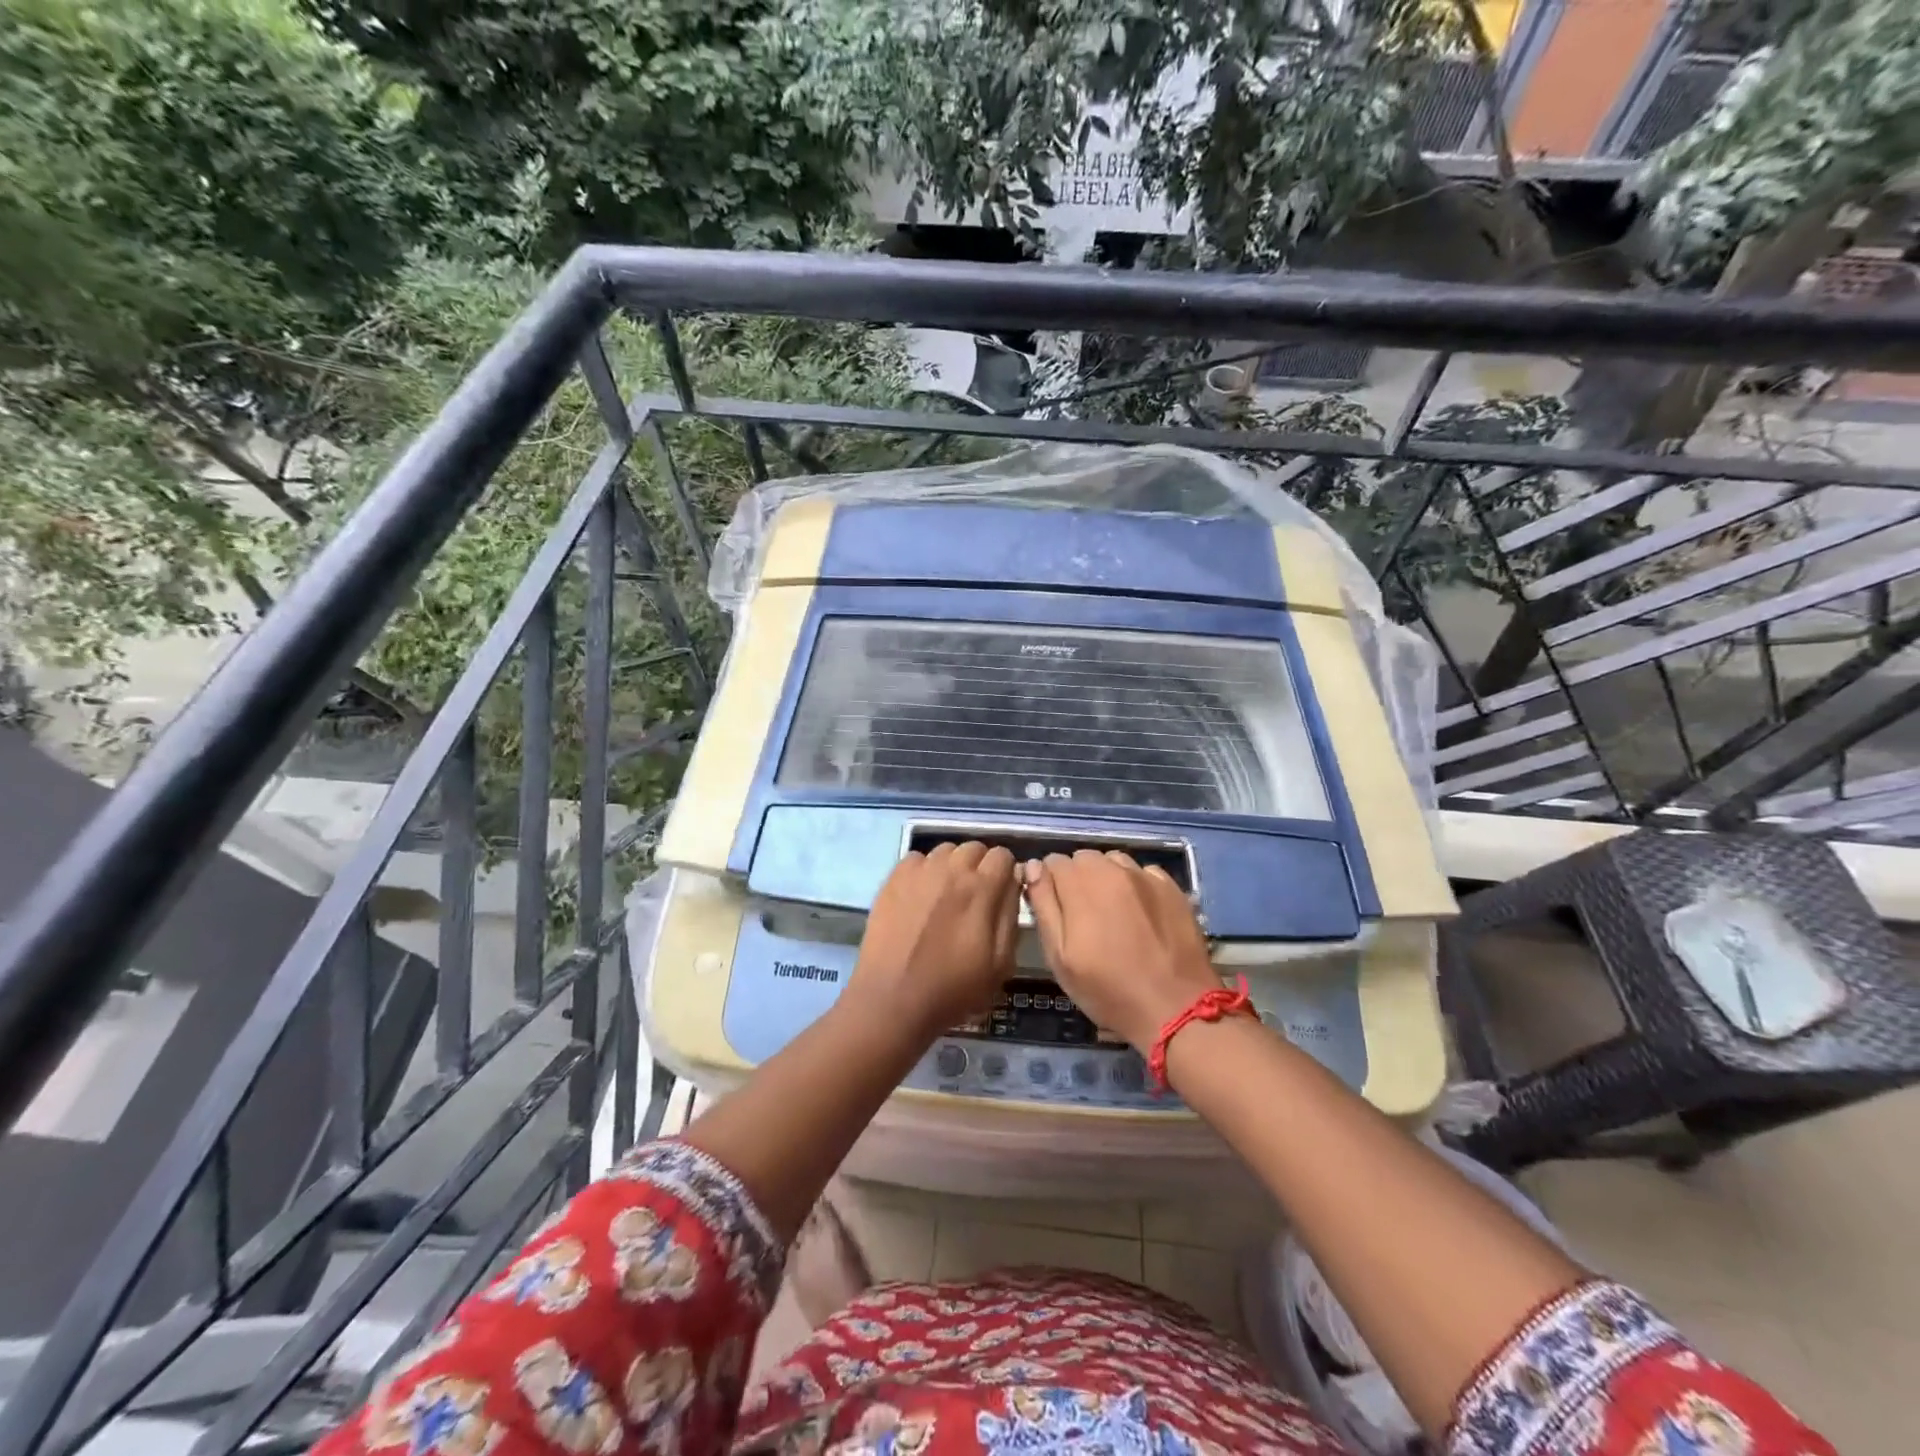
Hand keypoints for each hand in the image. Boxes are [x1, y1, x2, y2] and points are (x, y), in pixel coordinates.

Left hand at [848, 842, 1020, 1040]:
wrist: (893, 999)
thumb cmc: (953, 988)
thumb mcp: (1000, 963)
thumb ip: (1011, 915)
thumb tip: (1013, 881)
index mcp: (981, 888)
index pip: (1003, 856)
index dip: (1005, 873)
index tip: (1001, 893)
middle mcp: (951, 869)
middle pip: (974, 848)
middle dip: (980, 866)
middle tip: (974, 896)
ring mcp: (919, 871)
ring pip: (945, 850)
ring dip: (952, 866)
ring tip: (946, 895)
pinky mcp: (893, 878)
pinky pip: (917, 859)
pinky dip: (923, 871)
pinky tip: (920, 896)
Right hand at [1023, 850, 1221, 1051]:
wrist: (1175, 1008)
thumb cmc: (1108, 989)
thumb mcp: (1060, 956)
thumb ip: (1043, 906)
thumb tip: (1032, 866)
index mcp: (1080, 884)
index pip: (1053, 861)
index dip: (1050, 884)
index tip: (1057, 910)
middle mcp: (1112, 869)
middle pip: (1084, 858)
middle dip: (1078, 879)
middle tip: (1084, 917)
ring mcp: (1145, 876)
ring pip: (1114, 862)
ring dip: (1106, 878)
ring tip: (1113, 914)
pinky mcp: (1172, 887)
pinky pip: (1144, 873)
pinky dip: (1136, 886)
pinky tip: (1141, 914)